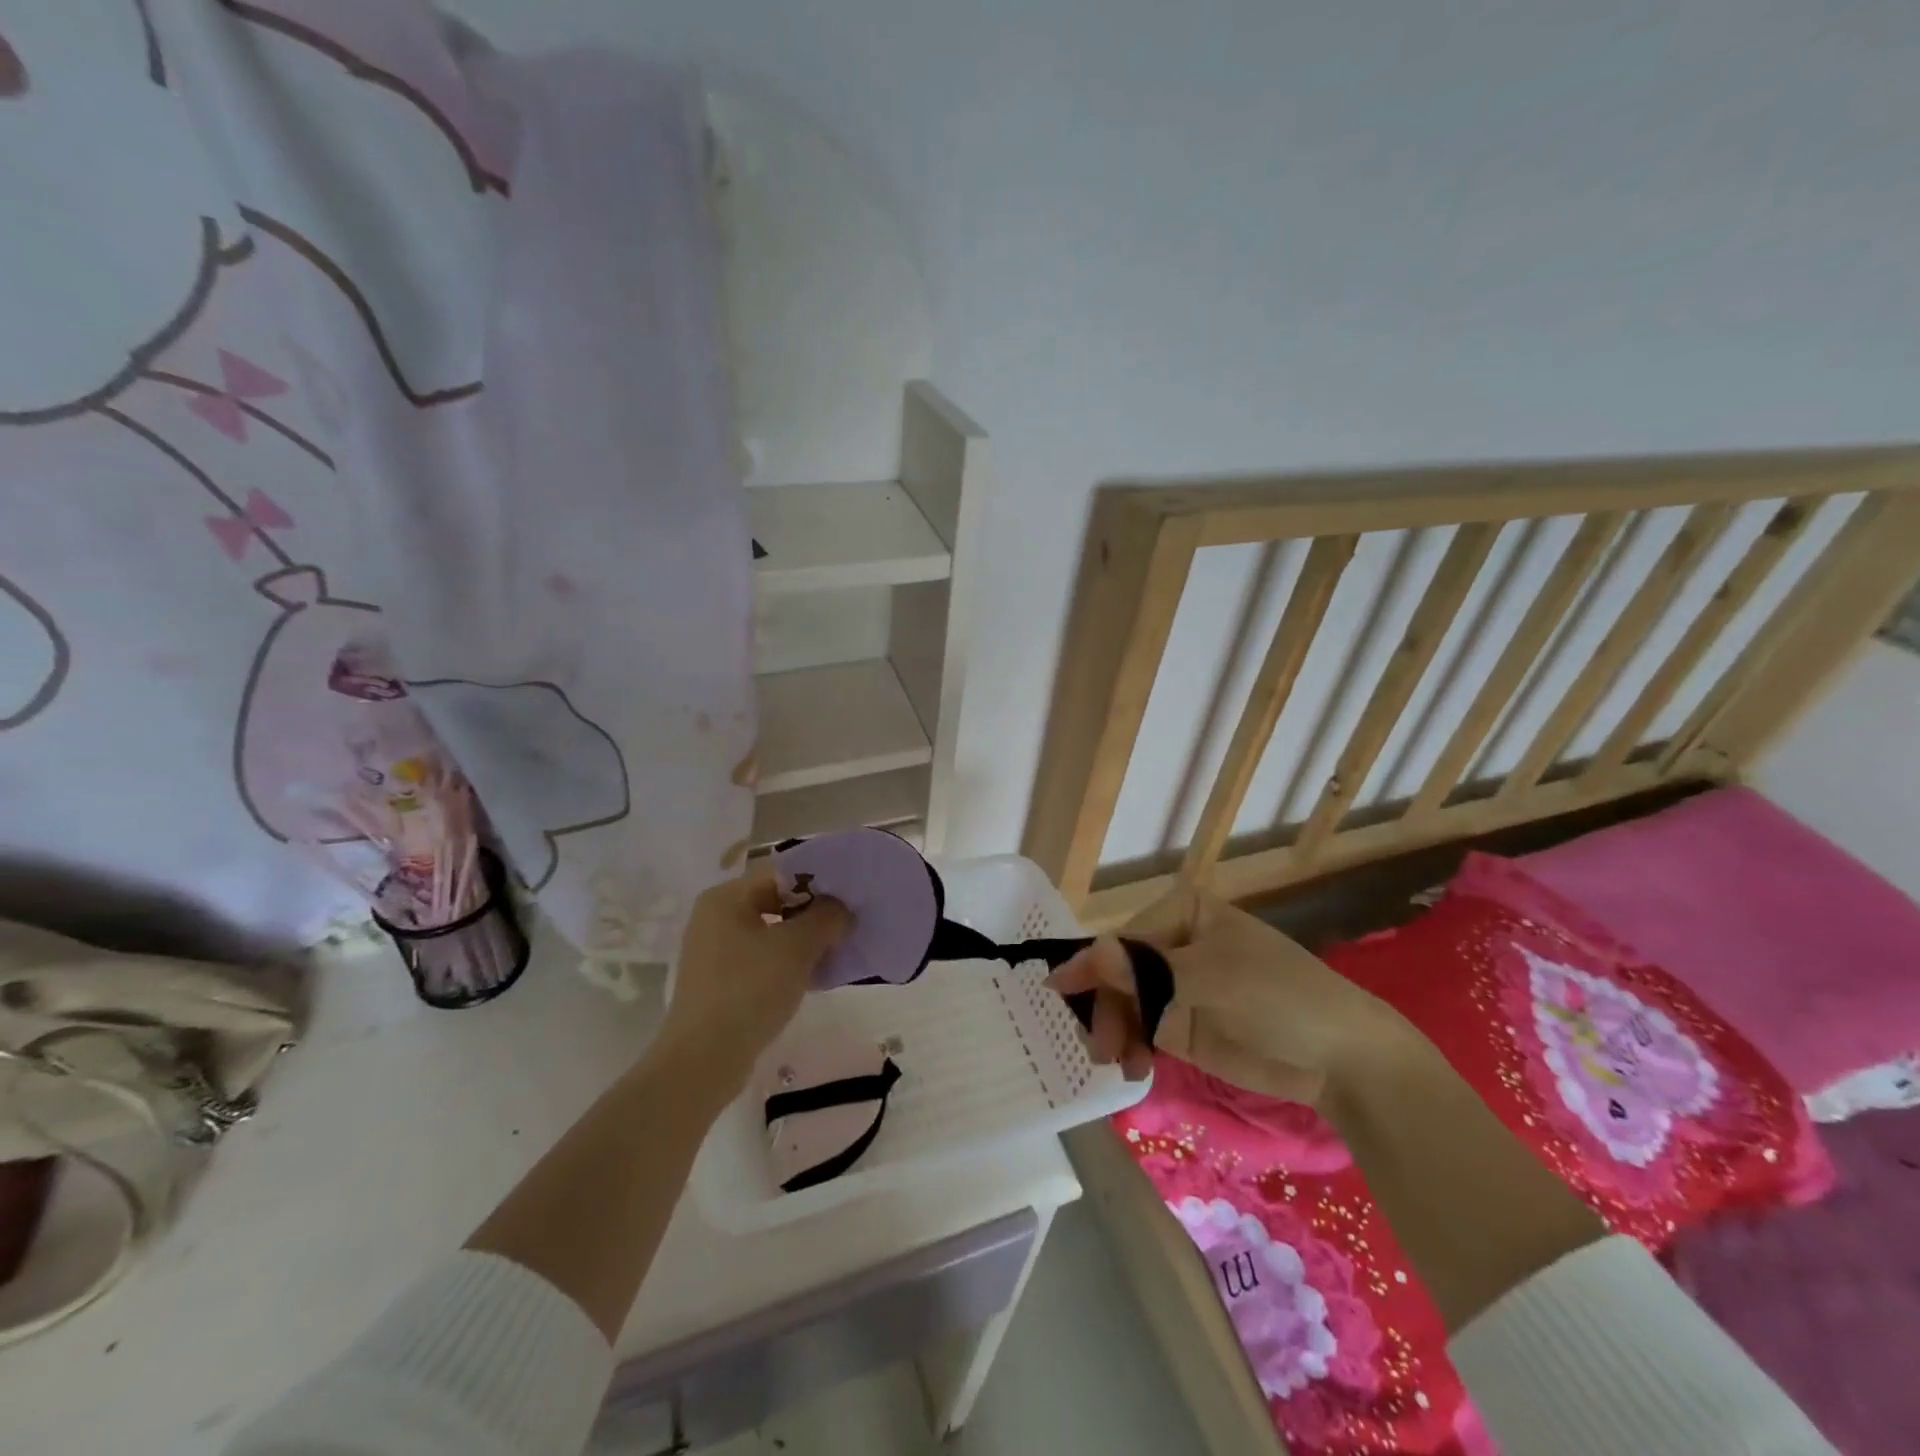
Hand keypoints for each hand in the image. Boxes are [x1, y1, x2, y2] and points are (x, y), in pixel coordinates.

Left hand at [660, 868, 852, 1094]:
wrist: (704, 1059)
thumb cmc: (750, 988)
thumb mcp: (797, 946)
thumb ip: (826, 917)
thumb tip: (842, 910)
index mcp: (726, 898)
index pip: (781, 874)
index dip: (818, 883)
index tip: (849, 899)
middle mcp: (715, 918)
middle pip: (776, 903)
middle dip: (814, 915)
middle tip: (847, 928)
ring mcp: (715, 952)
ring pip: (771, 934)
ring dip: (804, 942)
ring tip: (837, 954)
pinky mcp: (720, 983)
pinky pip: (762, 961)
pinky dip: (788, 965)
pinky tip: (815, 979)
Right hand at [1047, 883, 1404, 1105]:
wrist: (1341, 1058)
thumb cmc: (1277, 996)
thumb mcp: (1207, 980)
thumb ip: (1142, 972)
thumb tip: (1085, 955)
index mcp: (1182, 911)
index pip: (1123, 938)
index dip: (1092, 966)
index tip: (1060, 993)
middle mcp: (1173, 943)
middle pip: (1118, 972)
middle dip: (1107, 1008)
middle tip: (1101, 1048)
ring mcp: (1177, 985)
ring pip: (1124, 1003)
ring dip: (1116, 1032)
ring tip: (1122, 1065)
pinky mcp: (1183, 1023)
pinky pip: (1141, 1030)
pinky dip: (1132, 1048)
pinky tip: (1135, 1069)